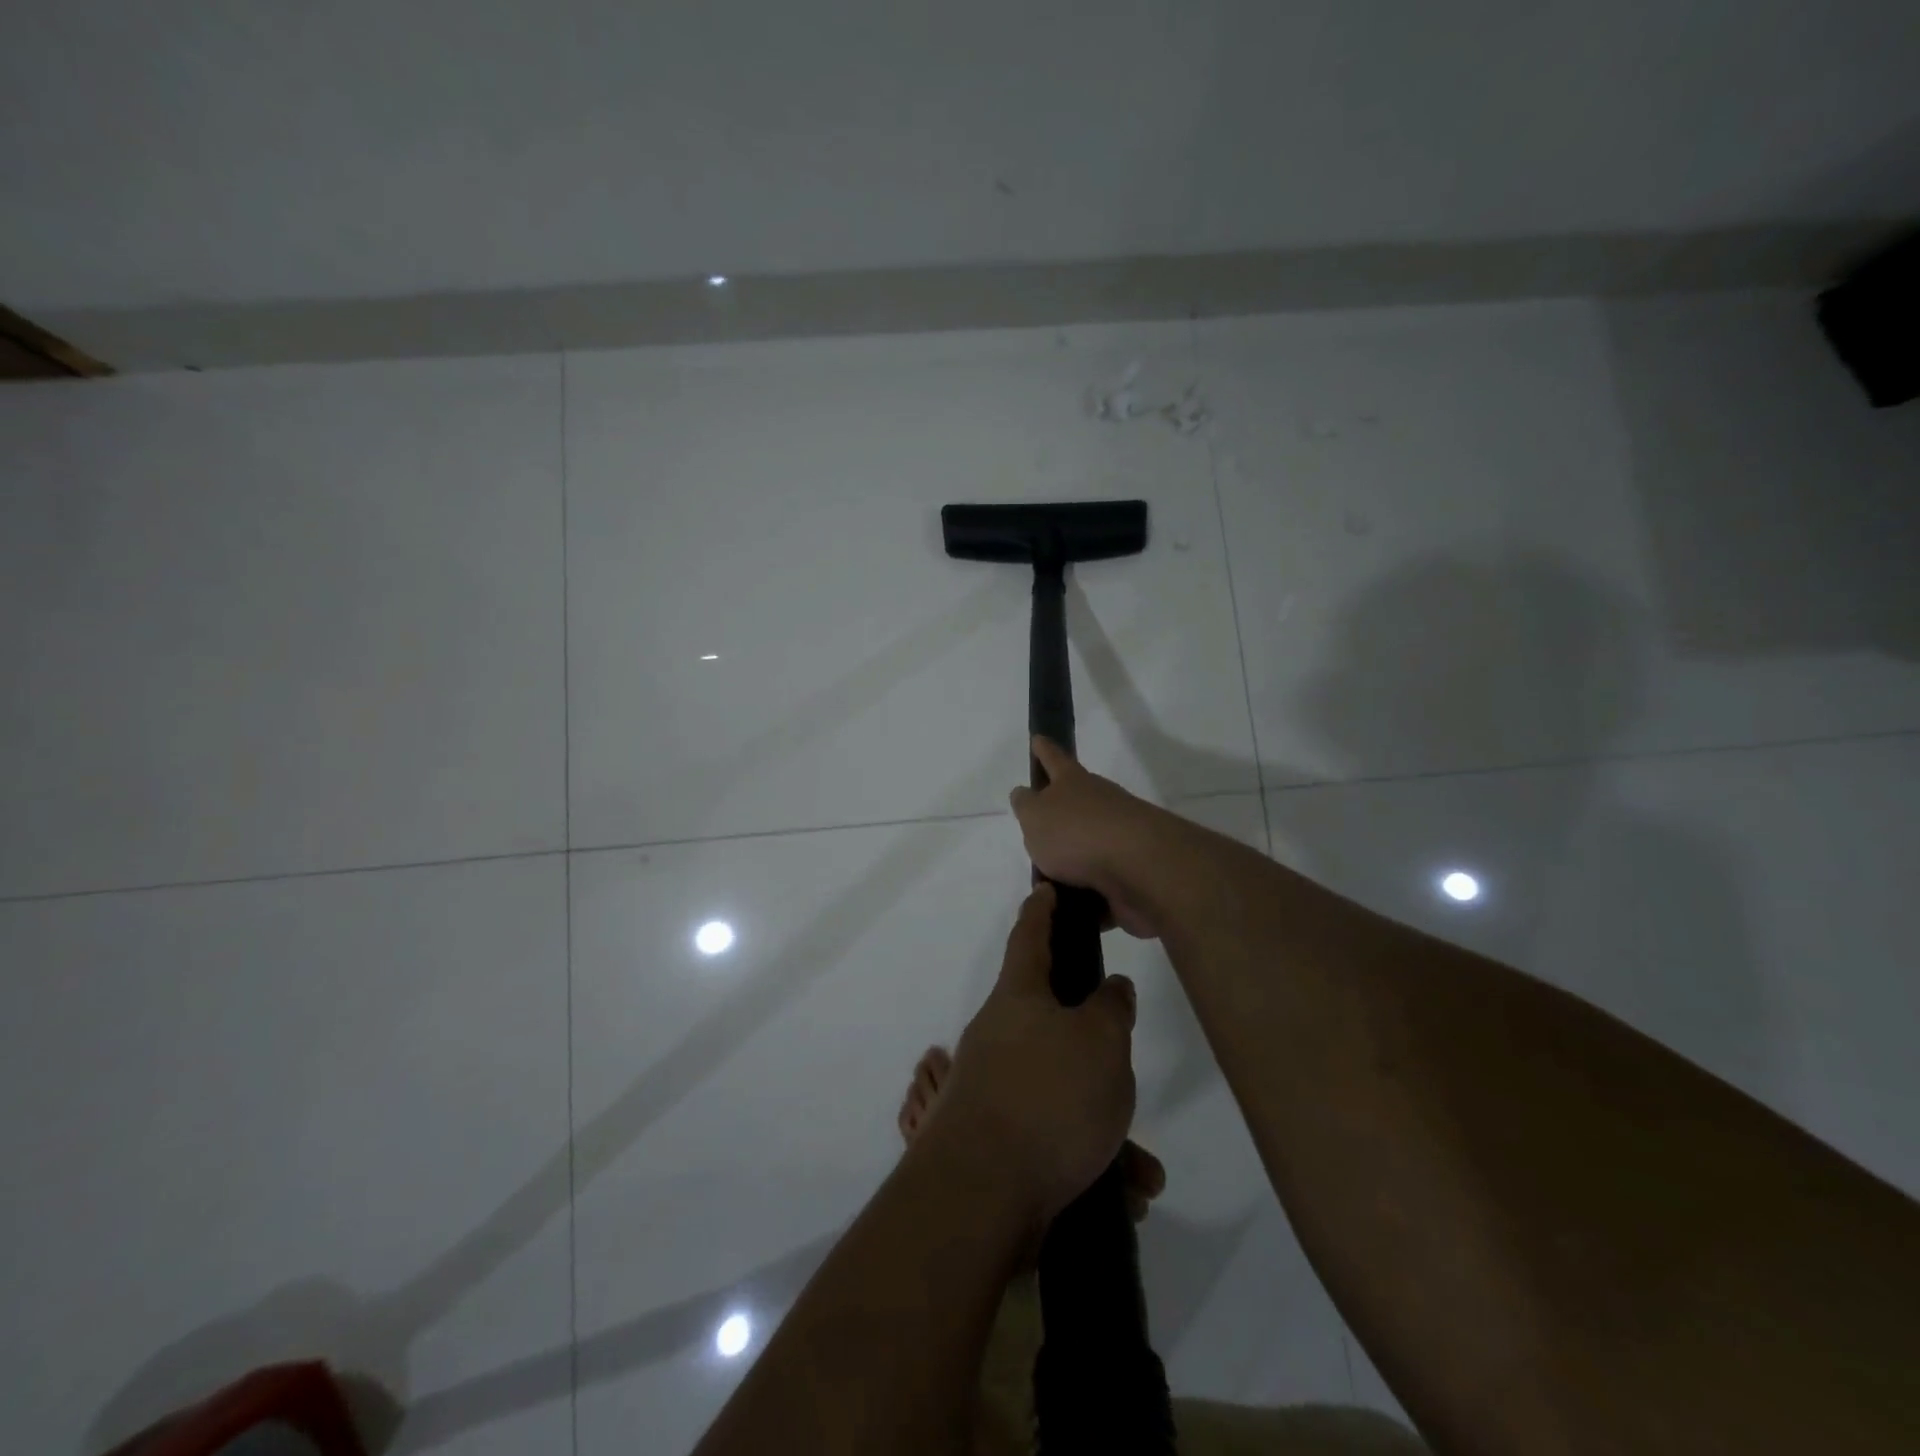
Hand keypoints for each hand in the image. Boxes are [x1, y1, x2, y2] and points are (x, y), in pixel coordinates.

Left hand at [936, 883, 1137, 1227]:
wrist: (980, 1194)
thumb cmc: (1047, 1096)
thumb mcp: (1100, 1042)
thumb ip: (1111, 1009)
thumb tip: (1110, 988)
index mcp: (1018, 999)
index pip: (1029, 937)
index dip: (1040, 911)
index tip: (1045, 890)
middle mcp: (1001, 1037)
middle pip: (1055, 1025)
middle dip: (1097, 1049)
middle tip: (1126, 1063)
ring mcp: (996, 1089)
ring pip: (1066, 1094)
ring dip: (1107, 1129)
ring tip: (1143, 1171)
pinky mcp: (1000, 1140)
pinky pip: (1058, 1139)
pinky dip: (1092, 1162)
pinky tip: (1123, 1196)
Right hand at [1009, 736, 1165, 938]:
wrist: (1141, 870)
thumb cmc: (1078, 834)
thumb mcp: (1035, 816)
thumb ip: (1026, 805)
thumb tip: (1025, 794)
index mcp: (1074, 784)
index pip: (1054, 759)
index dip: (1043, 750)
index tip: (1038, 739)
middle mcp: (1100, 806)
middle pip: (1075, 808)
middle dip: (1057, 820)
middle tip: (1035, 835)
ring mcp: (1119, 843)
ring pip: (1087, 853)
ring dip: (1069, 869)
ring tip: (1044, 888)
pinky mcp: (1130, 879)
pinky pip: (1100, 891)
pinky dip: (1085, 903)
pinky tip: (1067, 916)